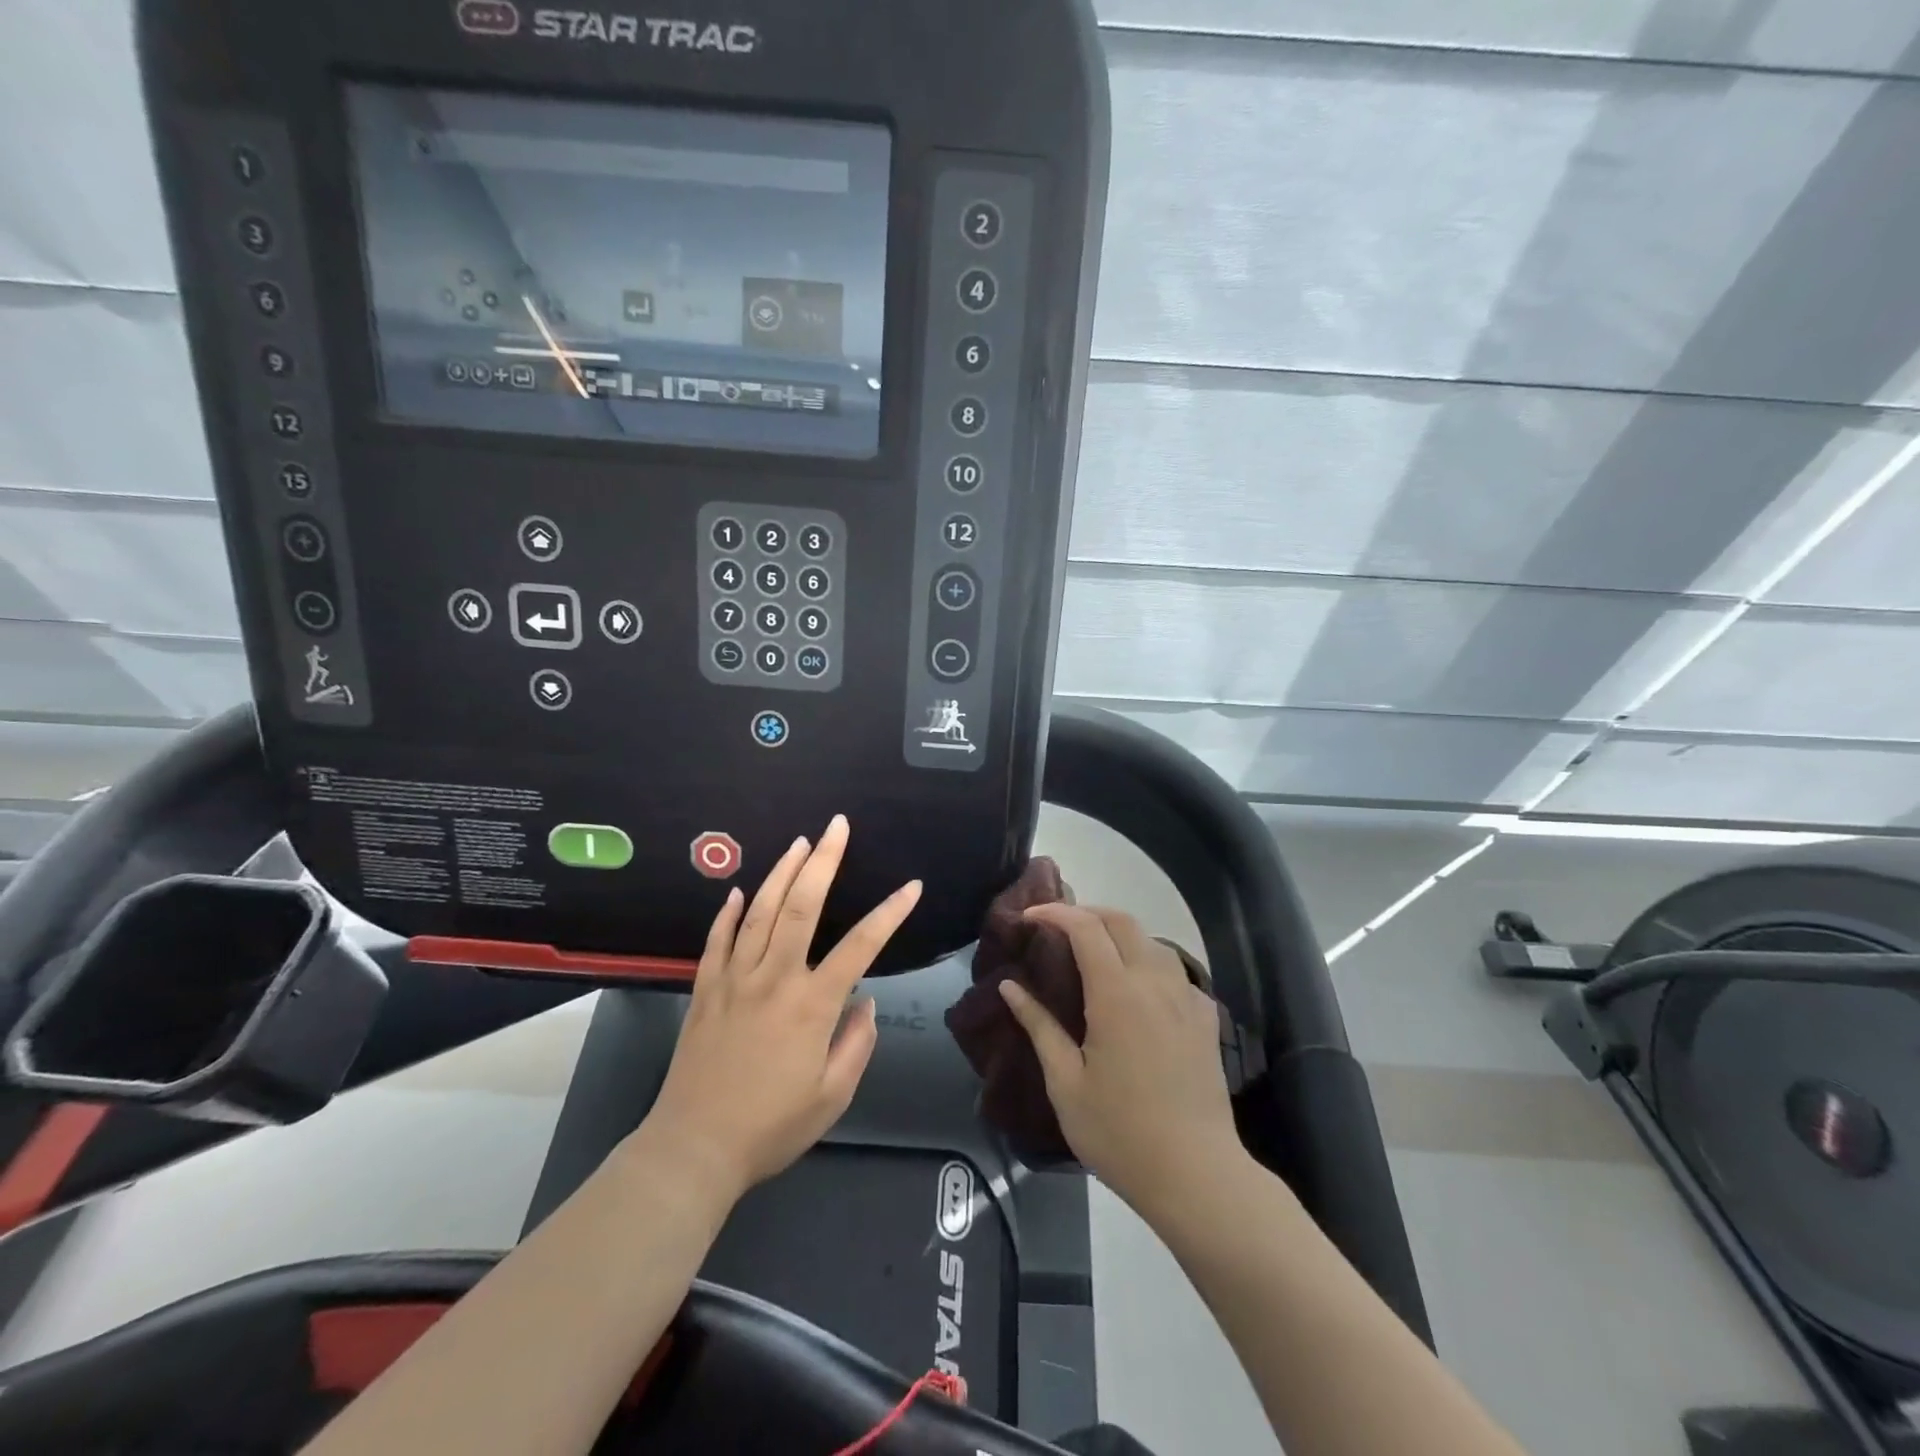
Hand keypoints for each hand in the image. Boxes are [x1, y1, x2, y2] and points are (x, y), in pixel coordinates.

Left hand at [641, 816, 921, 1204]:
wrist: (693, 1149)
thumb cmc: (771, 1127)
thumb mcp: (832, 1096)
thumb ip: (856, 1044)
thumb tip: (864, 1002)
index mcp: (812, 1005)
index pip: (861, 946)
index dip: (890, 913)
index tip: (911, 887)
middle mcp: (774, 979)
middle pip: (800, 906)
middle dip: (823, 861)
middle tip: (836, 826)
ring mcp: (734, 980)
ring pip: (758, 912)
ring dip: (781, 872)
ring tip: (799, 843)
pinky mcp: (705, 991)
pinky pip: (716, 941)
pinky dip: (727, 912)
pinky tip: (736, 891)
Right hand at [1000, 905, 1242, 1216]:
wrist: (1196, 1174)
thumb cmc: (1120, 1132)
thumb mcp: (1065, 1083)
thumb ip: (1039, 1026)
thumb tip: (1010, 987)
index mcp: (1116, 993)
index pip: (1085, 928)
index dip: (1055, 913)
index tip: (1030, 917)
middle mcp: (1154, 982)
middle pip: (1122, 921)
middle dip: (1087, 912)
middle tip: (1058, 928)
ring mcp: (1186, 998)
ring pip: (1152, 940)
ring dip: (1119, 934)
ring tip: (1094, 955)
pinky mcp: (1206, 1018)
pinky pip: (1175, 971)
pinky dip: (1148, 962)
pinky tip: (1137, 990)